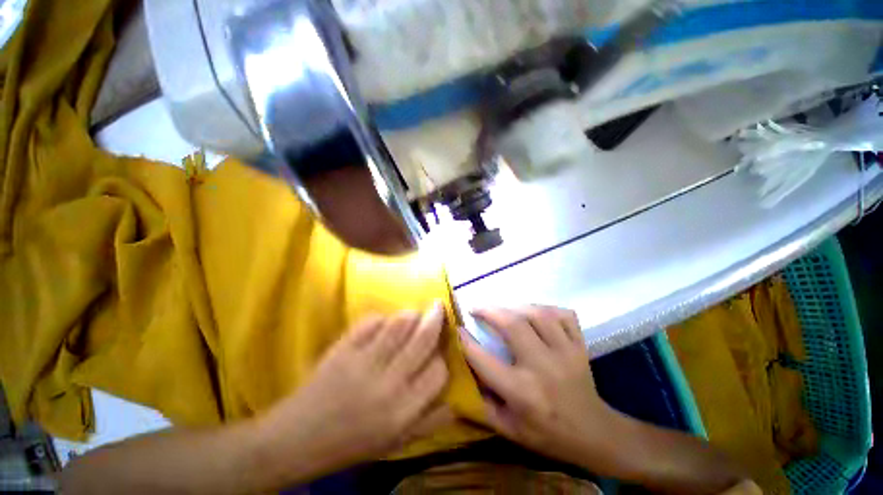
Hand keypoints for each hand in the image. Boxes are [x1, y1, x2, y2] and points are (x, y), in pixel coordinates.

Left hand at [256, 303, 452, 480]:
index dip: (441, 359)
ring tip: (414, 313)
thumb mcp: (395, 444)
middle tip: (438, 306)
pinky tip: (384, 322)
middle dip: (435, 319)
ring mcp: (363, 362)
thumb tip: (454, 402)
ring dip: (410, 314)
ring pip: (399, 325)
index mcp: (402, 410)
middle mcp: (388, 383)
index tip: (437, 354)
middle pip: (422, 340)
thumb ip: (428, 423)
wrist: (298, 439)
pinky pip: (370, 322)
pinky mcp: (343, 349)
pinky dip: (381, 317)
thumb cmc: (351, 443)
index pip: (437, 372)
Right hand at [461, 306, 614, 466]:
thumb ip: (482, 404)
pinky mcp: (579, 346)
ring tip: (503, 309)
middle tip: (476, 308)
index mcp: (521, 391)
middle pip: (513, 325)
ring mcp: (565, 352)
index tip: (457, 328)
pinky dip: (547, 309)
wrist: (595, 434)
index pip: (484, 359)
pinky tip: (535, 313)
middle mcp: (542, 367)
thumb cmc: (547, 434)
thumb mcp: (509, 430)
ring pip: (538, 314)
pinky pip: (563, 315)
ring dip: (515, 306)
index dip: (466, 341)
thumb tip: (463, 373)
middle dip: (489, 311)